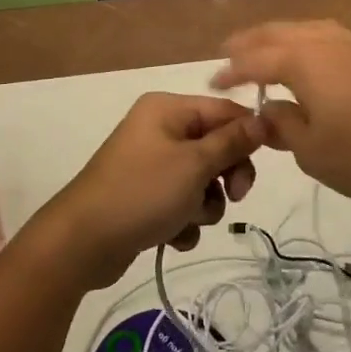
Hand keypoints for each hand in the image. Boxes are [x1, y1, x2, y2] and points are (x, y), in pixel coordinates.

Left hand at [32, 92, 265, 289]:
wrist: (83, 242)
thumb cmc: (142, 192)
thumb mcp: (194, 165)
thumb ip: (232, 142)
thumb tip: (263, 120)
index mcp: (167, 109)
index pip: (224, 110)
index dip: (248, 134)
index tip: (266, 161)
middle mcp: (159, 129)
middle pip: (215, 146)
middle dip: (225, 176)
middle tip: (235, 196)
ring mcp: (151, 164)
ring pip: (202, 180)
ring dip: (204, 205)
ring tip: (187, 219)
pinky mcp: (146, 196)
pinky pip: (182, 203)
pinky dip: (183, 220)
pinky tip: (170, 236)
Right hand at [212, 20, 350, 211]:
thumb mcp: (312, 151)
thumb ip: (283, 126)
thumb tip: (269, 111)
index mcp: (303, 61)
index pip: (255, 60)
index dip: (231, 71)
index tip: (213, 82)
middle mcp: (327, 43)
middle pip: (280, 33)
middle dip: (251, 41)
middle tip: (229, 51)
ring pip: (308, 30)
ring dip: (281, 37)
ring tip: (267, 50)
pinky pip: (330, 38)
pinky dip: (308, 43)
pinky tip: (311, 60)